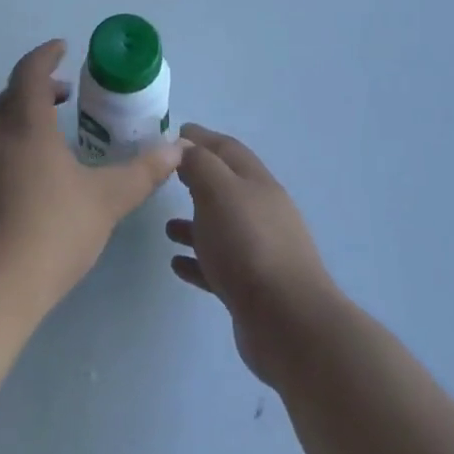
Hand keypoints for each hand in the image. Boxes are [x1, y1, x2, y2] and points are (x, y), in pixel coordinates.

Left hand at [0, 40, 183, 315]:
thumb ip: (142, 173)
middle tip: (64, 100)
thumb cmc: (49, 234)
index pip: (30, 72)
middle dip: (36, 91)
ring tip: (48, 150)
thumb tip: (177, 150)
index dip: (46, 55)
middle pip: (9, 99)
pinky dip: (2, 161)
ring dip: (19, 128)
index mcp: (24, 125)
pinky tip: (20, 195)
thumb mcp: (105, 202)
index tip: (62, 48)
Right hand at [166, 126, 339, 384]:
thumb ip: (199, 164)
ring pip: (221, 226)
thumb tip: (185, 146)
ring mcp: (259, 250)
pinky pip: (218, 265)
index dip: (200, 138)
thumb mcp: (218, 191)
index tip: (174, 133)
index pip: (226, 148)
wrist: (287, 321)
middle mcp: (261, 211)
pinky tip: (177, 264)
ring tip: (166, 227)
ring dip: (195, 222)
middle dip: (197, 177)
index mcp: (256, 182)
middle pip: (226, 185)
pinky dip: (198, 259)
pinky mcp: (251, 287)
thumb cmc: (248, 244)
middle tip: (166, 176)